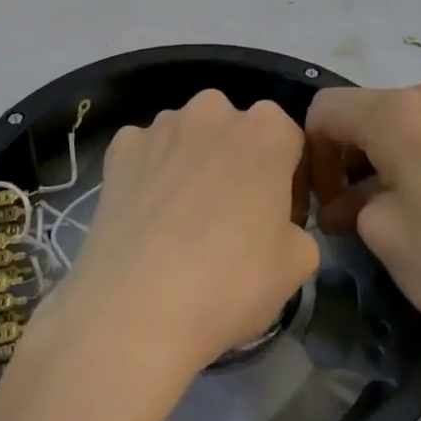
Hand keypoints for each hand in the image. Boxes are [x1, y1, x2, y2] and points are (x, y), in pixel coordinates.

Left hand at [51, 89, 319, 382]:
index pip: (290, 143)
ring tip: (182, 221)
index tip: (278, 220)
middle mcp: (214, 110)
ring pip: (188, 137)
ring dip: (192, 163)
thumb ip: (298, 227)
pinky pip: (145, 152)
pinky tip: (147, 216)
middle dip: (237, 163)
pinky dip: (149, 173)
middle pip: (235, 132)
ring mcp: (162, 125)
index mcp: (267, 129)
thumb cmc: (231, 283)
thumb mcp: (299, 264)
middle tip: (231, 219)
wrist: (137, 310)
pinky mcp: (121, 146)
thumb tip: (277, 226)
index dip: (288, 182)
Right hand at [306, 82, 420, 367]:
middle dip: (339, 156)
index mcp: (397, 113)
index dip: (311, 154)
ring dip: (369, 158)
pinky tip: (409, 201)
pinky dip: (399, 156)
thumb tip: (341, 200)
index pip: (324, 111)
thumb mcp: (381, 234)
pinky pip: (418, 129)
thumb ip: (345, 201)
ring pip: (386, 120)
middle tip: (342, 212)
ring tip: (374, 212)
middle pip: (356, 111)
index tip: (320, 201)